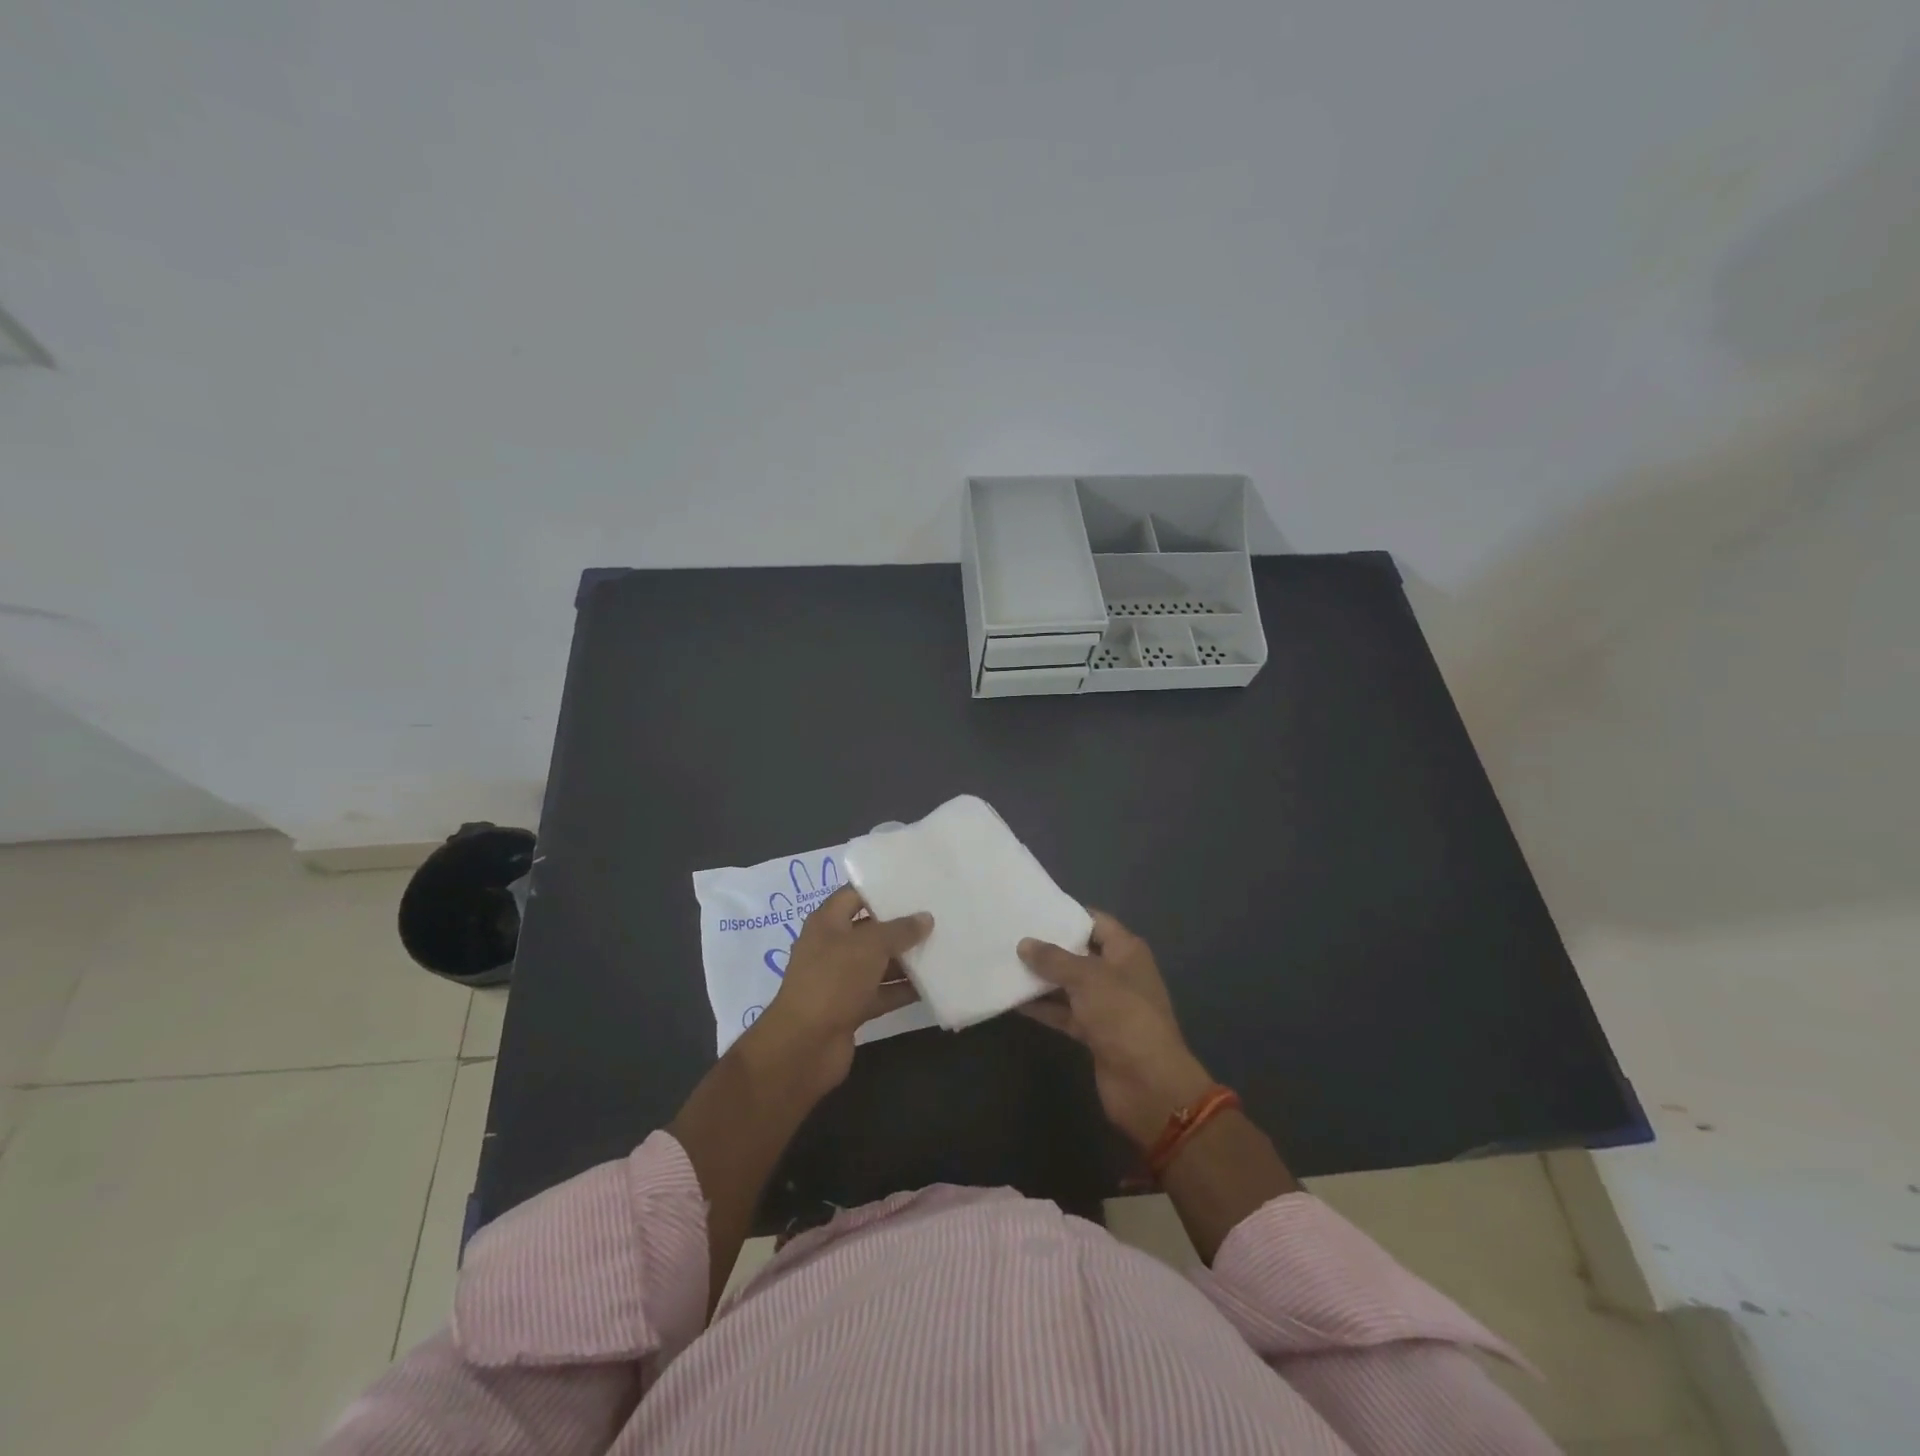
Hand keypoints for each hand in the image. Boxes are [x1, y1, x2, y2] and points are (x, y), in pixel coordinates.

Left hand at [752, 886, 929, 1091]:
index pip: (855, 894)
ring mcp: (841, 979)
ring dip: (905, 959)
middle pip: (870, 929)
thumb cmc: (833, 980)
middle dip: (900, 925)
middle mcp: (832, 946)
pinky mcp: (851, 1008)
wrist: (804, 1046)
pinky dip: (903, 989)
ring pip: (878, 962)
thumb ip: (899, 930)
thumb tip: (926, 918)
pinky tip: (933, 984)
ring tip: (942, 946)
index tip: (914, 885)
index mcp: (827, 922)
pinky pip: (881, 992)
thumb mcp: (869, 946)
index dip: (881, 888)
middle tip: (936, 915)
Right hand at [1019, 911, 1214, 1147]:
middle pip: (1080, 953)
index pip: (1096, 922)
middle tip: (1011, 934)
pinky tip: (1014, 1001)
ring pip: (1069, 985)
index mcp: (1126, 951)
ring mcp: (1106, 1005)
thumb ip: (1054, 959)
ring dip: (1042, 979)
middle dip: (1049, 947)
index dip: (1067, 914)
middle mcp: (1118, 974)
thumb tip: (1024, 943)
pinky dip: (1044, 1007)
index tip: (1033, 909)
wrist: (1148, 1083)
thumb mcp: (1087, 978)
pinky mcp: (1094, 1033)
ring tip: (1005, 964)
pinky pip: (1065, 1013)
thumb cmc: (1122, 1015)